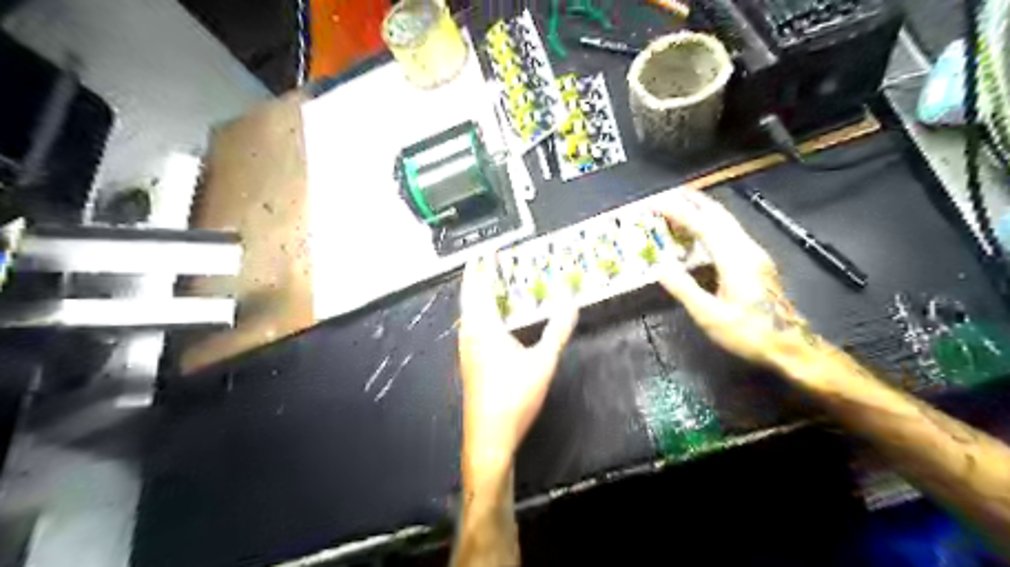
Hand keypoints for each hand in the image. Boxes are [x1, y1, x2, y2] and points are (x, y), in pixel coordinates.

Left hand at [459, 260, 576, 461]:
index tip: (487, 250)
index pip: (479, 287)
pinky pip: (470, 325)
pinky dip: (478, 311)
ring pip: (468, 312)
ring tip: (489, 283)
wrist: (489, 436)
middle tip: (488, 261)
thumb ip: (558, 330)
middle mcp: (469, 333)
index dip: (482, 266)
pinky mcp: (469, 361)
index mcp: (483, 327)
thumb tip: (572, 303)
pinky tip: (490, 319)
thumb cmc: (514, 397)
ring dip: (476, 294)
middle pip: (469, 296)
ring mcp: (466, 349)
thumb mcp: (543, 362)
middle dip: (477, 276)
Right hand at [659, 187, 814, 369]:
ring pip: (727, 222)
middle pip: (719, 215)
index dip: (678, 212)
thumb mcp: (709, 315)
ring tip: (683, 204)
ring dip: (704, 210)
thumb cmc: (748, 333)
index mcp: (734, 259)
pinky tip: (703, 230)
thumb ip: (684, 288)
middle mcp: (746, 249)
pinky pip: (731, 232)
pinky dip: (712, 223)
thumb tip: (660, 266)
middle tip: (670, 193)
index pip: (702, 226)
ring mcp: (754, 254)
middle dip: (694, 201)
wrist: (790, 346)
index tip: (657, 202)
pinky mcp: (756, 262)